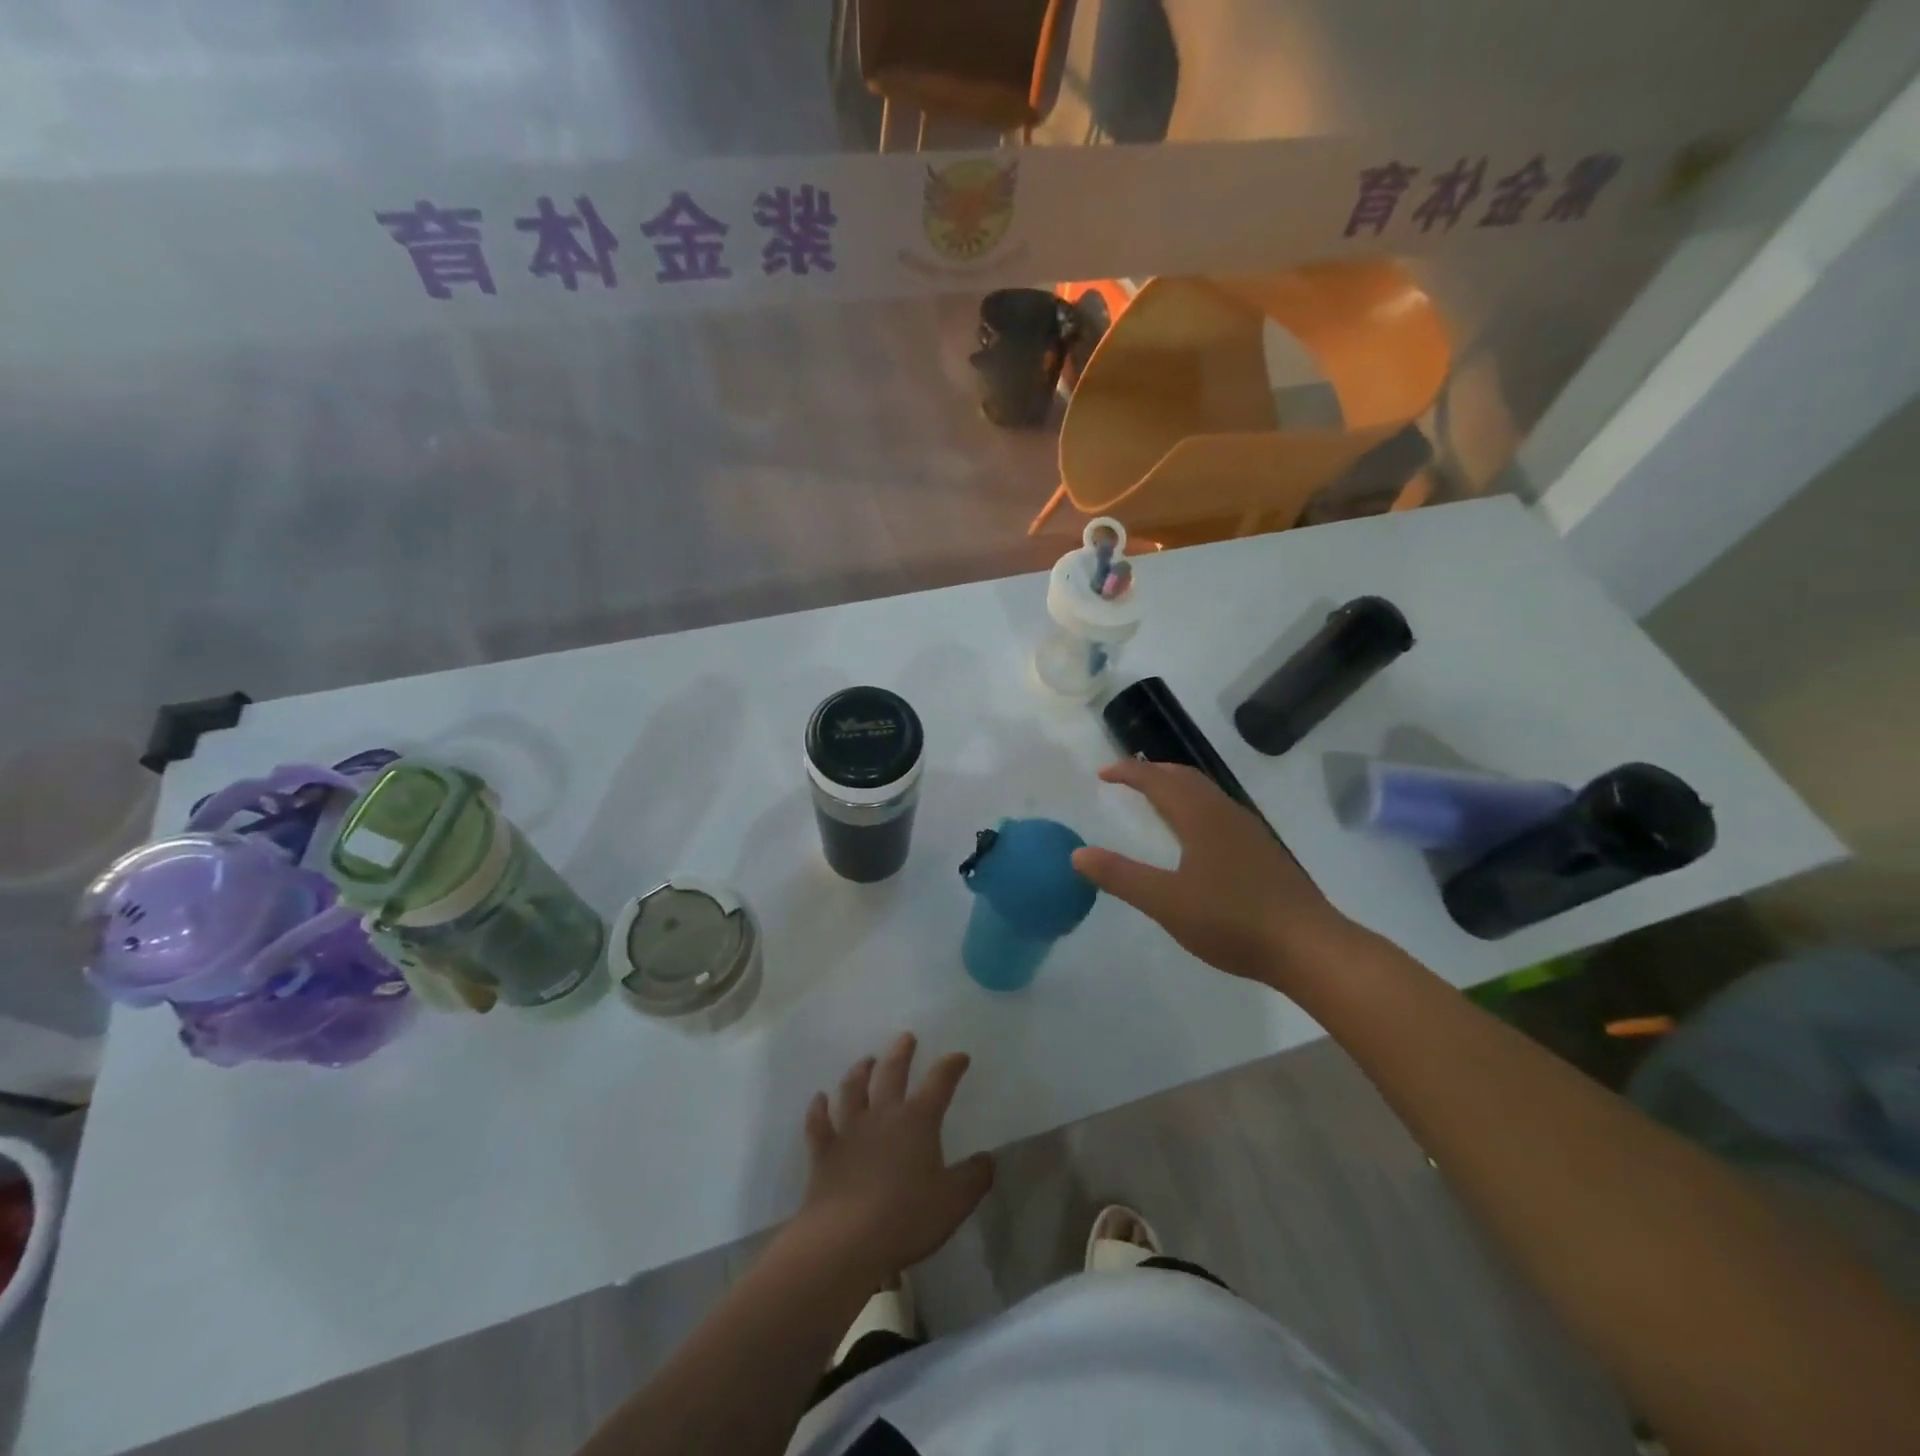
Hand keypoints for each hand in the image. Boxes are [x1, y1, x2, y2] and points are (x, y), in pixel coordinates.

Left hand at [796, 1034, 993, 1275]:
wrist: (845, 1240)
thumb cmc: (906, 1218)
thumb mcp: (954, 1202)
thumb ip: (974, 1178)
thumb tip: (987, 1159)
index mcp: (918, 1121)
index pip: (939, 1082)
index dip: (951, 1066)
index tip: (959, 1057)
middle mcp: (883, 1115)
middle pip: (892, 1072)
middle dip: (901, 1053)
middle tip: (906, 1038)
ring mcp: (850, 1130)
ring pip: (853, 1089)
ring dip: (860, 1071)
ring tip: (866, 1059)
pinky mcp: (824, 1151)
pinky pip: (819, 1123)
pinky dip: (818, 1109)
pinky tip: (819, 1099)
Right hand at [1072, 759, 1356, 987]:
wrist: (1308, 946)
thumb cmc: (1232, 921)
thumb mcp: (1166, 902)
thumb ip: (1121, 877)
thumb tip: (1078, 854)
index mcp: (1200, 817)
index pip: (1158, 780)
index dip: (1128, 772)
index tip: (1102, 774)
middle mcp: (1225, 813)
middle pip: (1185, 777)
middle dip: (1153, 772)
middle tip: (1126, 779)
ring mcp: (1249, 831)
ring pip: (1206, 793)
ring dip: (1176, 786)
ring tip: (1155, 799)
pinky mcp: (1262, 851)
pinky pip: (1219, 811)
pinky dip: (1194, 806)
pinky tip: (1193, 836)